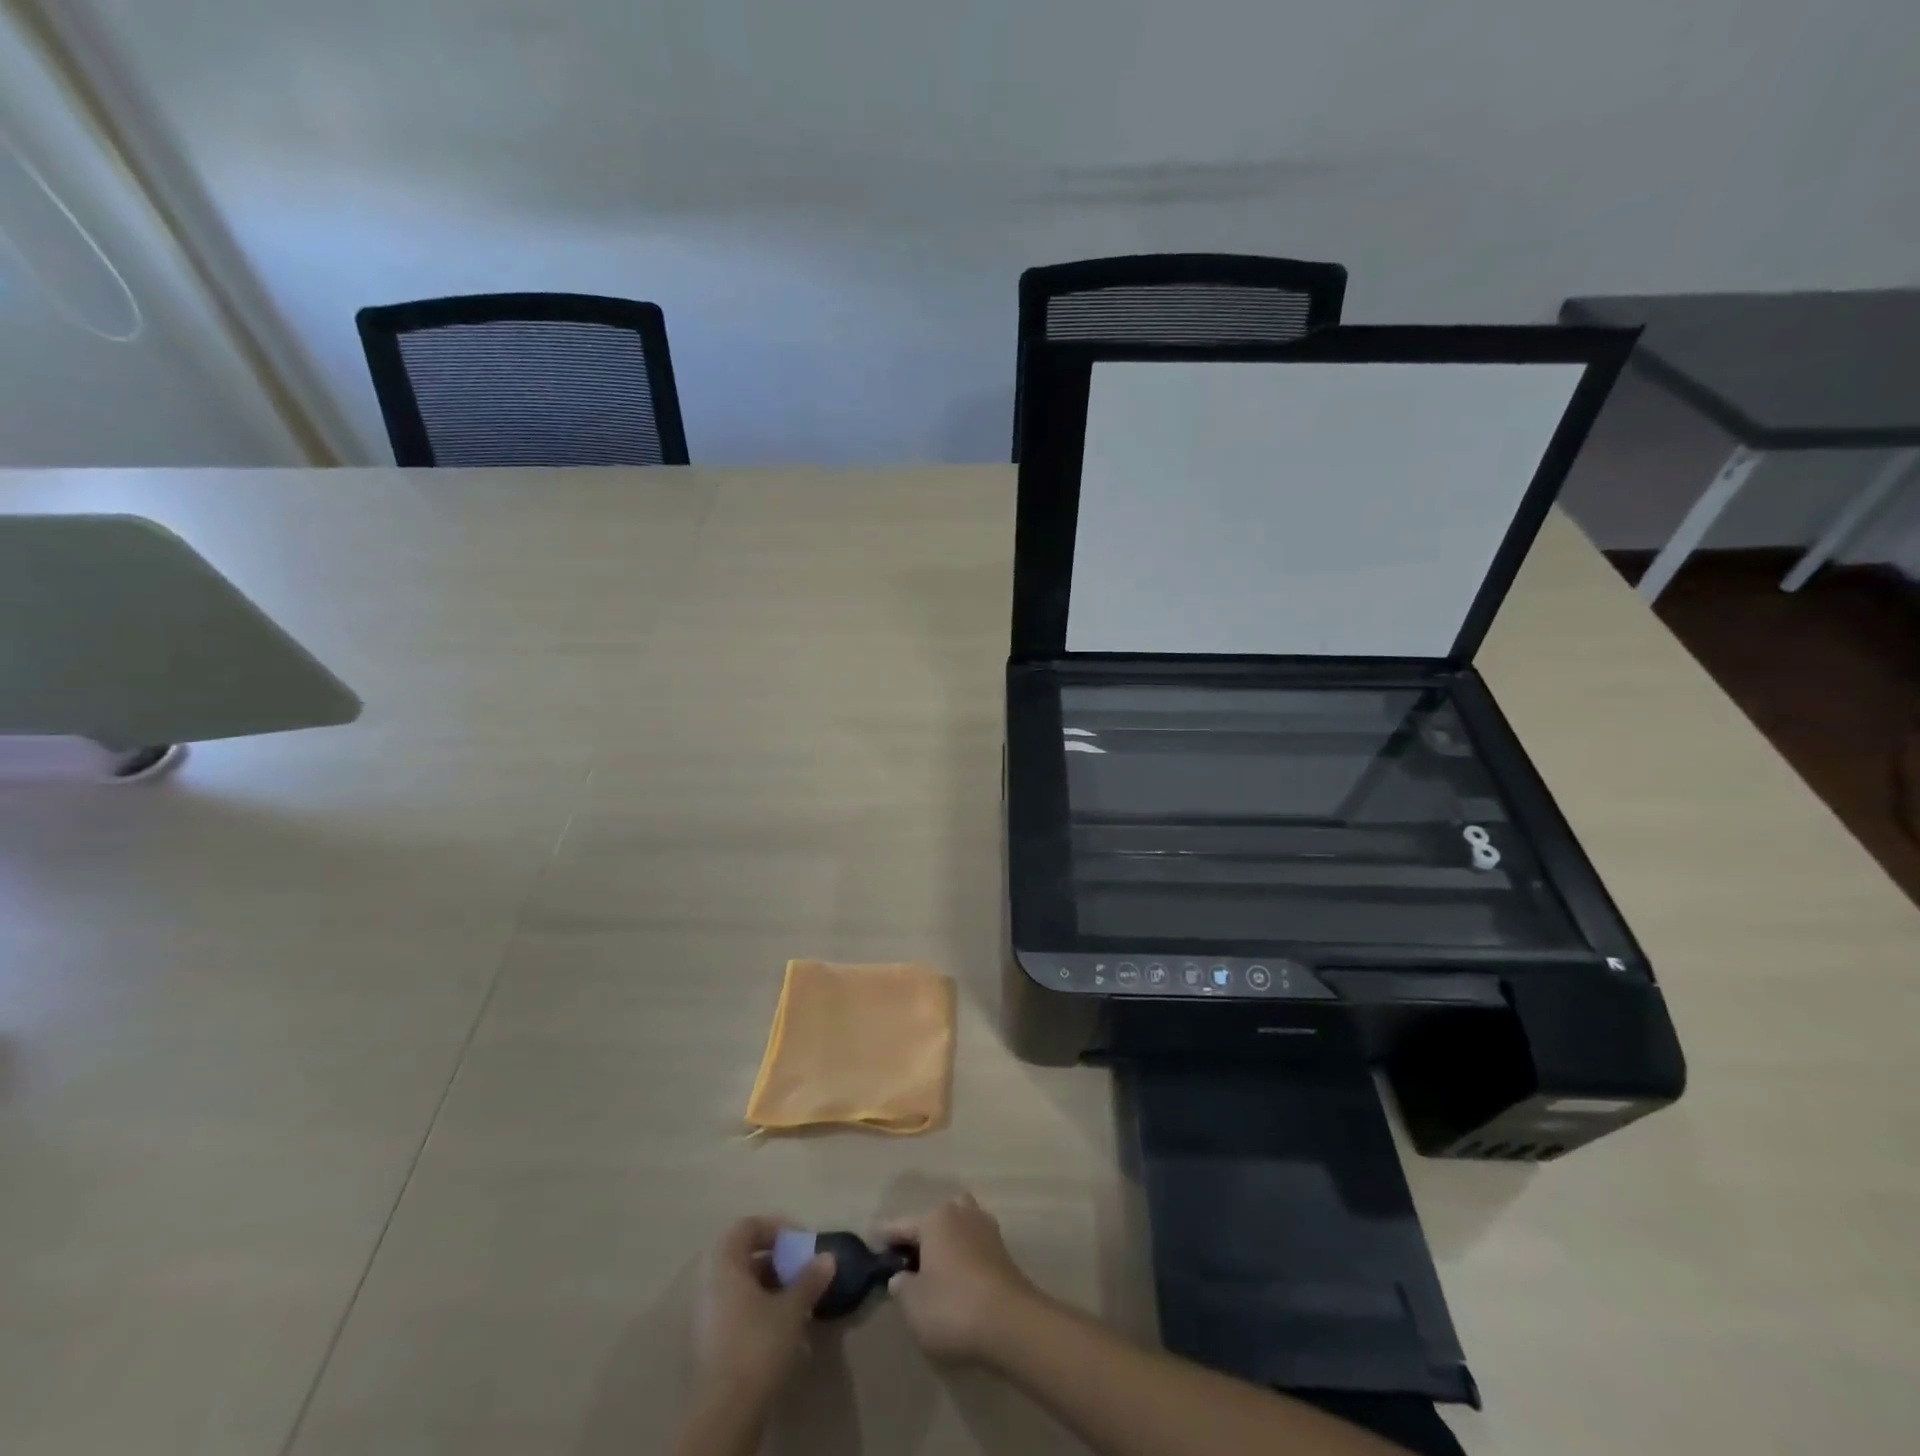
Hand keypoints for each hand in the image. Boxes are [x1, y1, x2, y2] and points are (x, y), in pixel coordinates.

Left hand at [690, 1215, 836, 1411]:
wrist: (725, 1414)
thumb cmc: (757, 1346)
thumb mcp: (791, 1309)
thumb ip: (809, 1279)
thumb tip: (828, 1257)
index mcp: (723, 1266)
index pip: (746, 1227)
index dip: (774, 1228)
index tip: (800, 1242)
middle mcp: (709, 1284)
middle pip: (743, 1256)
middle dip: (775, 1258)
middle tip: (800, 1268)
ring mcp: (707, 1316)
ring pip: (740, 1285)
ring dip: (769, 1284)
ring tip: (797, 1298)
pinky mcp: (711, 1344)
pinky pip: (736, 1308)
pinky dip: (758, 1307)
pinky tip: (781, 1325)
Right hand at [880, 1192, 1042, 1363]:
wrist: (1010, 1321)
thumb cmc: (953, 1307)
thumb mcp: (913, 1304)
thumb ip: (901, 1286)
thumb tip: (901, 1276)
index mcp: (934, 1218)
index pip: (901, 1225)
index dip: (884, 1237)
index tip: (871, 1241)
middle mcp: (960, 1212)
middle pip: (934, 1218)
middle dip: (921, 1234)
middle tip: (907, 1259)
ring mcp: (985, 1228)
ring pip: (958, 1225)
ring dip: (947, 1240)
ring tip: (935, 1267)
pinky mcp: (1002, 1249)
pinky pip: (974, 1243)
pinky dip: (964, 1254)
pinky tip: (958, 1276)